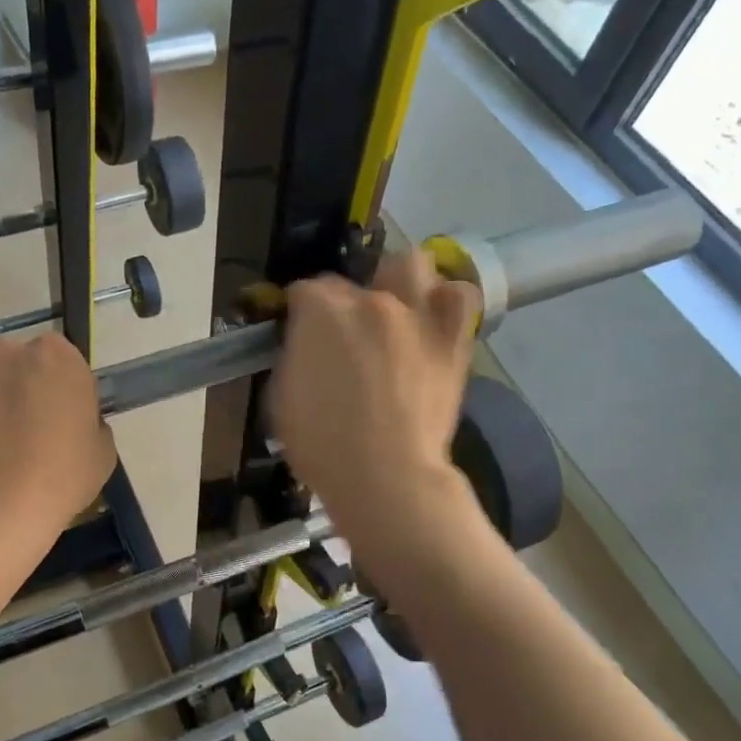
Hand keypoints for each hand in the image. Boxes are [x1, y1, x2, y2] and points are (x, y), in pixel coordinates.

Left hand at [0, 333, 115, 542]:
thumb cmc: (63, 473)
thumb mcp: (101, 449)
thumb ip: (88, 421)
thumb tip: (71, 421)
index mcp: (57, 354)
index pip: (62, 361)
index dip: (60, 389)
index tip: (59, 418)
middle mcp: (8, 350)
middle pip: (17, 364)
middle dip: (19, 389)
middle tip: (24, 432)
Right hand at [268, 250, 478, 548]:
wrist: (386, 476)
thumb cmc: (322, 445)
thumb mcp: (281, 398)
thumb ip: (292, 357)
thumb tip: (302, 346)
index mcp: (321, 311)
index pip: (304, 291)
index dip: (299, 313)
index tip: (300, 336)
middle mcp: (370, 300)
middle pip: (353, 279)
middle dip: (344, 299)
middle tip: (344, 333)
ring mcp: (417, 314)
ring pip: (411, 265)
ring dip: (398, 282)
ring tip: (393, 310)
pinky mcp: (452, 338)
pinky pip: (459, 297)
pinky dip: (446, 302)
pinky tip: (432, 321)